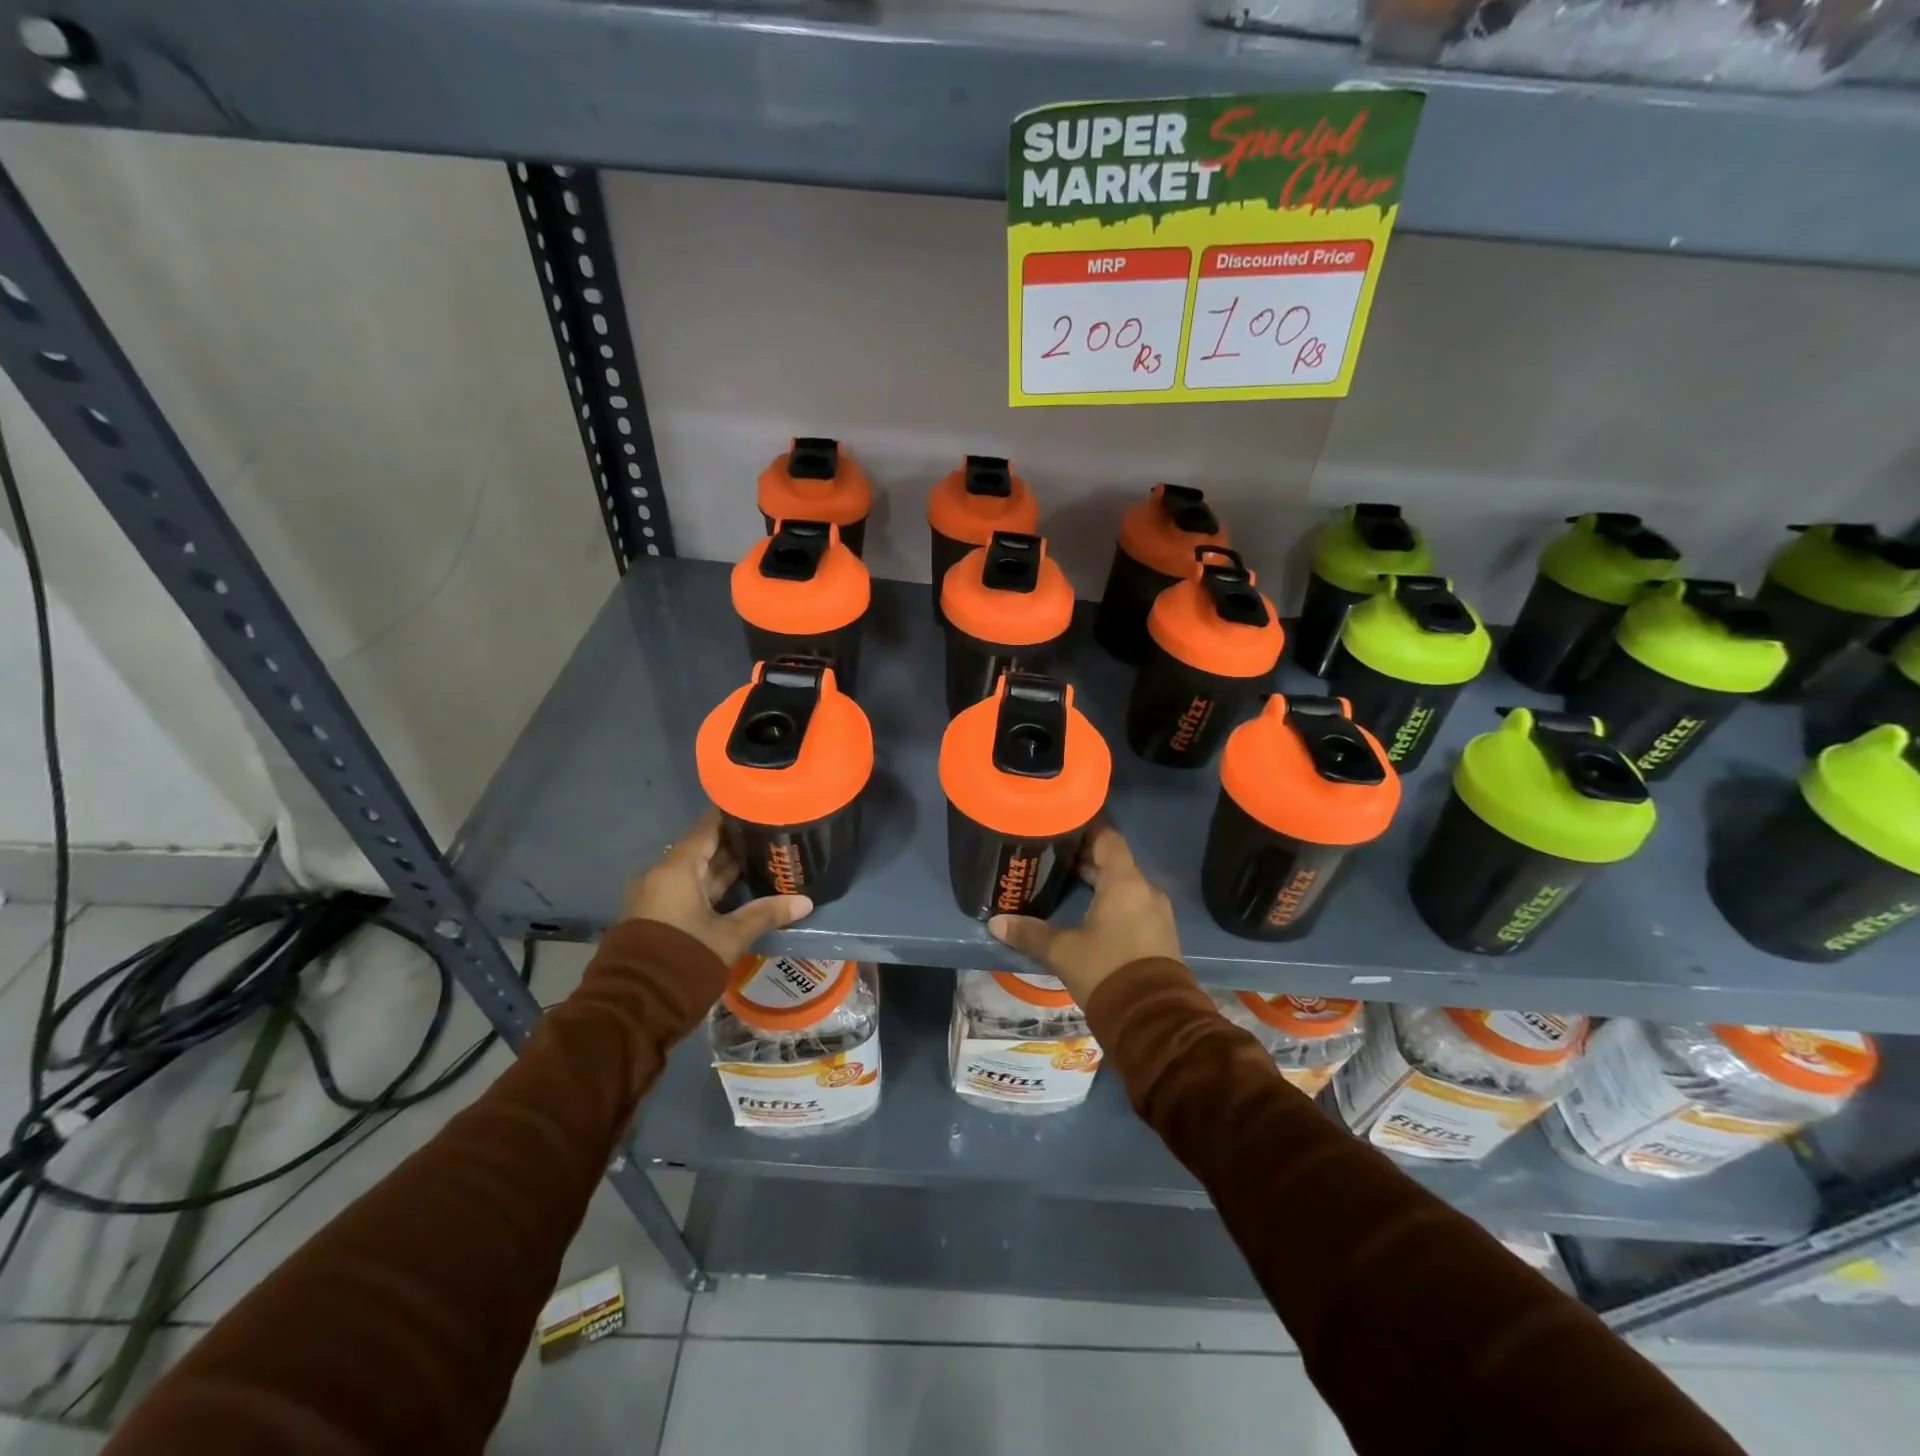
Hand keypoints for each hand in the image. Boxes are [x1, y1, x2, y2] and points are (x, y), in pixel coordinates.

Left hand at [620, 810, 812, 963]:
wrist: (634, 1008)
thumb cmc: (684, 960)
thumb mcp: (730, 937)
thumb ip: (765, 914)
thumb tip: (806, 901)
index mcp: (676, 869)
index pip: (707, 828)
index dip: (733, 816)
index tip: (760, 809)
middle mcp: (661, 875)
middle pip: (702, 849)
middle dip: (734, 844)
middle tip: (770, 836)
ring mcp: (655, 896)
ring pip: (695, 872)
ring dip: (724, 868)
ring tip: (761, 859)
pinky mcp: (655, 916)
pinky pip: (686, 890)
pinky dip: (711, 887)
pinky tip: (740, 888)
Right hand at [988, 825, 1179, 1006]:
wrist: (1153, 1020)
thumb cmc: (1106, 970)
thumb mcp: (1062, 951)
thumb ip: (1030, 933)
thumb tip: (996, 922)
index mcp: (1124, 882)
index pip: (1107, 839)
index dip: (1085, 830)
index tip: (1061, 827)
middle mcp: (1145, 890)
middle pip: (1114, 862)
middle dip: (1085, 859)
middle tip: (1052, 857)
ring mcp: (1156, 913)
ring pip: (1124, 885)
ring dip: (1099, 882)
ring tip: (1065, 884)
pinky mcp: (1160, 935)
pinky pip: (1133, 906)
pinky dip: (1112, 902)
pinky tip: (1088, 913)